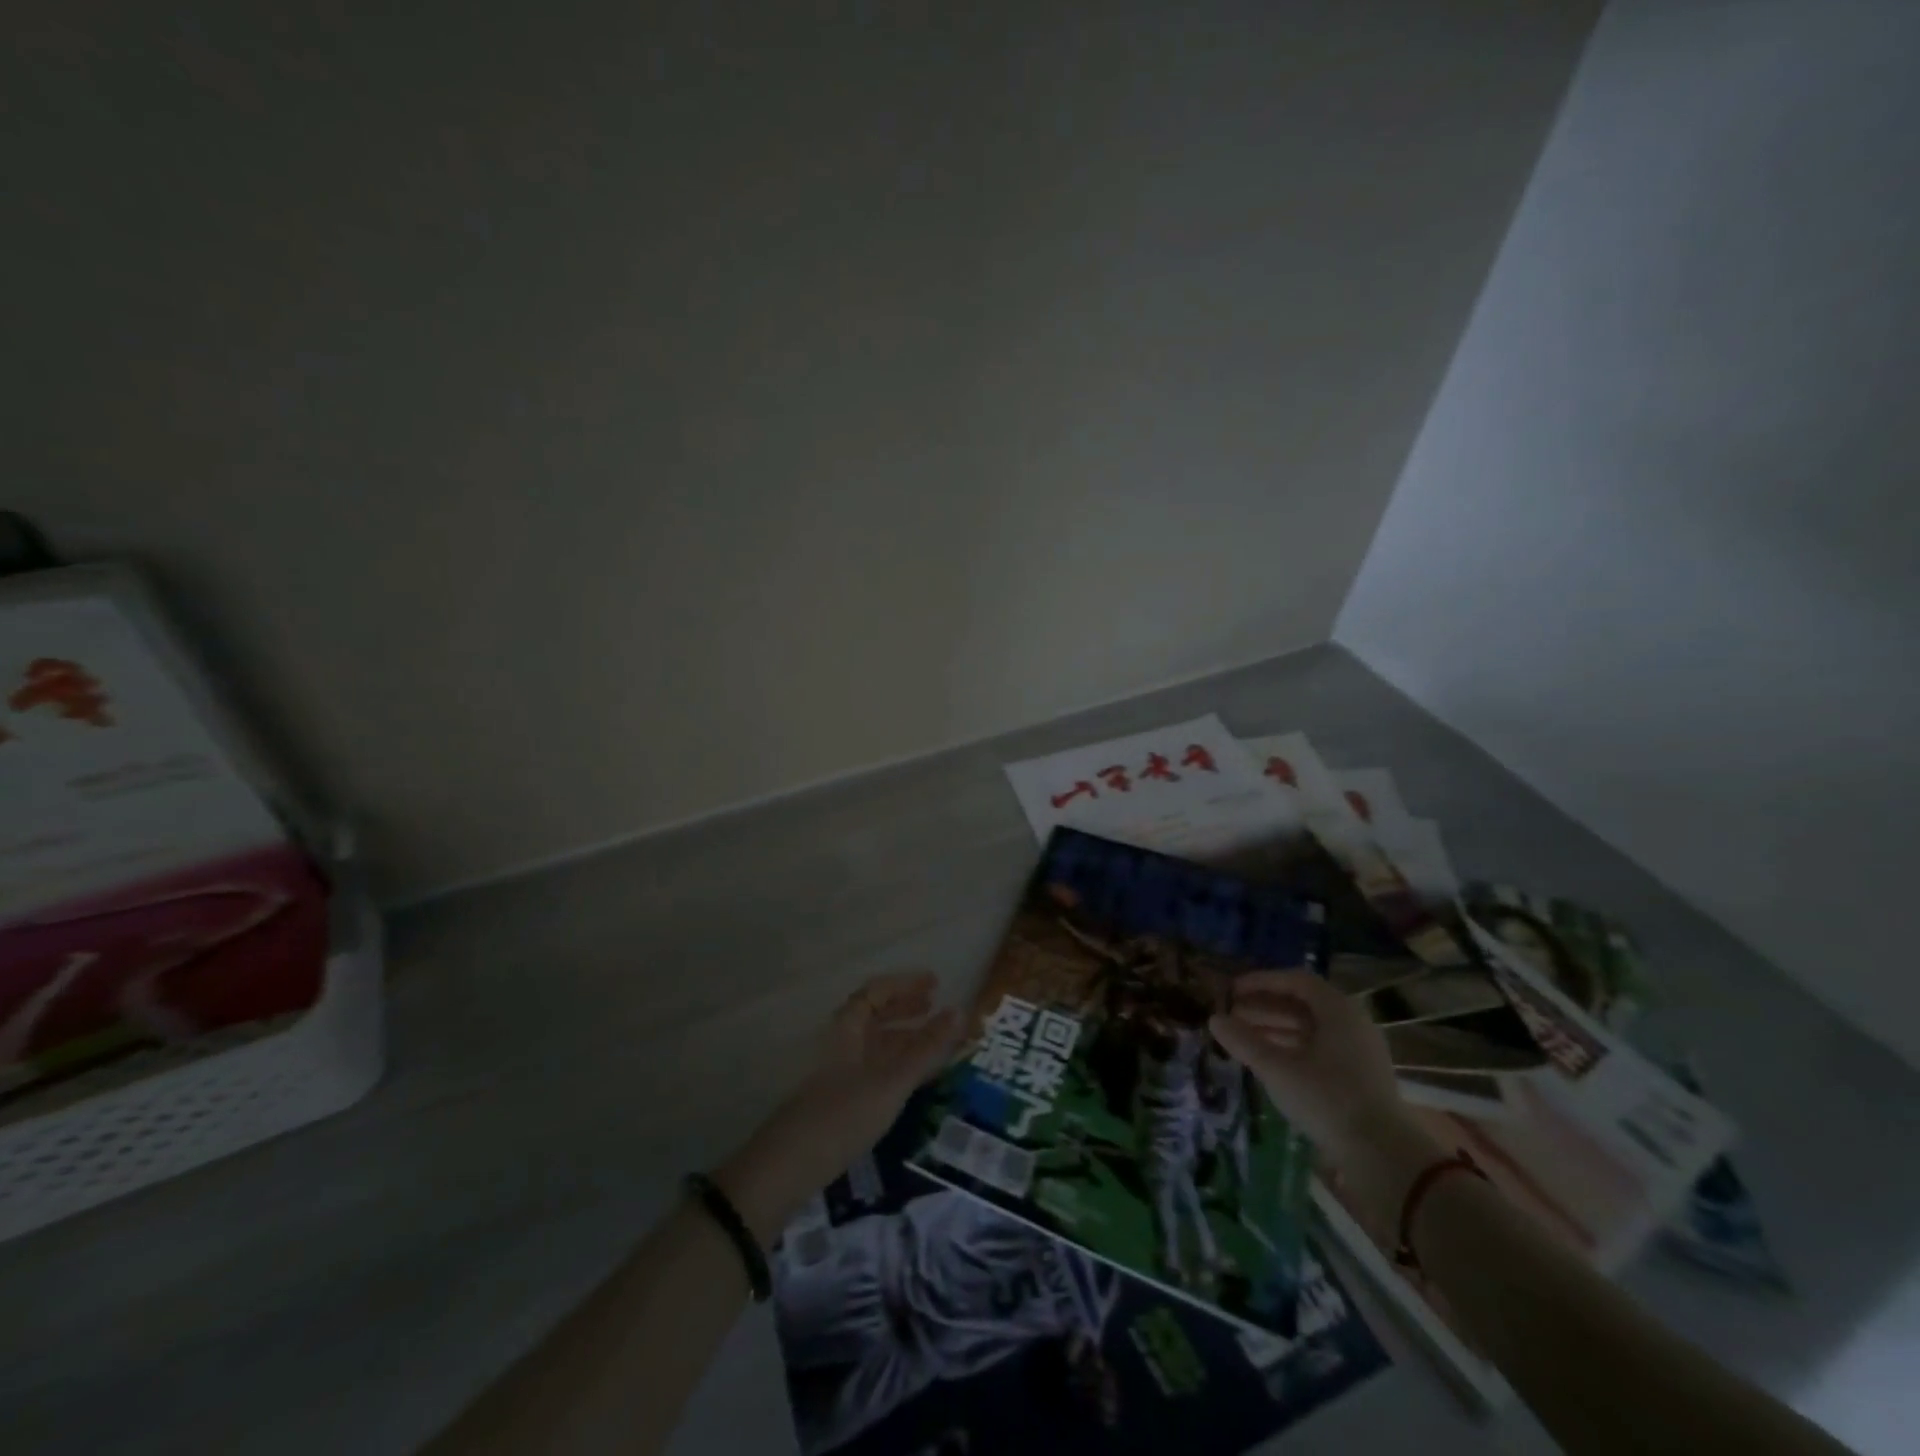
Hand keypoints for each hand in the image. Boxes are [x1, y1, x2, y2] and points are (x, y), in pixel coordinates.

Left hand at [717, 972, 958, 1242]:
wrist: (789, 1167)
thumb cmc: (843, 1114)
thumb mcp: (891, 1081)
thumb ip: (926, 1048)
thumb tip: (960, 1012)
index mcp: (847, 1028)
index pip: (876, 992)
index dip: (906, 985)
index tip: (936, 984)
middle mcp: (841, 1042)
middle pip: (875, 1014)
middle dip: (906, 1008)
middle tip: (936, 1008)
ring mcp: (839, 1071)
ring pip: (875, 1043)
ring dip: (904, 1037)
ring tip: (935, 1043)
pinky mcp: (840, 1098)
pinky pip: (875, 1067)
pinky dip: (897, 1063)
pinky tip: (914, 1078)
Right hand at [1208, 969, 1406, 1162]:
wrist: (1384, 1157)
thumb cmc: (1328, 1099)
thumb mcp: (1278, 1069)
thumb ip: (1244, 1041)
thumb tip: (1214, 1019)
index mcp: (1338, 1010)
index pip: (1295, 980)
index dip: (1261, 981)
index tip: (1232, 990)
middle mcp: (1352, 1022)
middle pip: (1303, 1003)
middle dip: (1264, 1006)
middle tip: (1232, 1014)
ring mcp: (1359, 1050)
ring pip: (1311, 1027)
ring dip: (1275, 1027)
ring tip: (1243, 1037)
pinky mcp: (1360, 1076)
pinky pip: (1320, 1048)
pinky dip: (1292, 1047)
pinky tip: (1270, 1060)